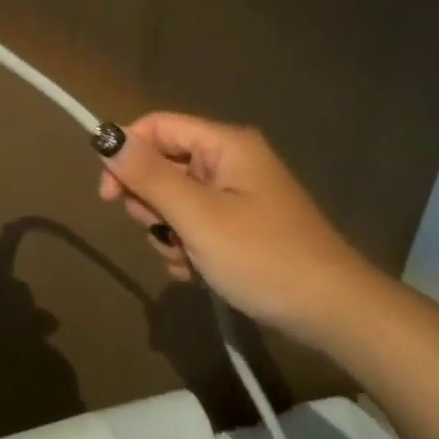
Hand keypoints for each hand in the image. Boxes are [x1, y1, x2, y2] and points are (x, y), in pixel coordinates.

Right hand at [96, 112, 378, 339]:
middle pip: (163, 165)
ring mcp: (235, 196)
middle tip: (166, 233)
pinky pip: (193, 225)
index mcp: (225, 146)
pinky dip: (187, 248)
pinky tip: (200, 272)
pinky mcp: (238, 226)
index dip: (127, 153)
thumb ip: (150, 176)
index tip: (107, 195)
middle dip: (153, 204)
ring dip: (169, 233)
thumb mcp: (199, 217)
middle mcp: (229, 162)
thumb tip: (106, 138)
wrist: (332, 312)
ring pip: (174, 201)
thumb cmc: (263, 257)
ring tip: (189, 260)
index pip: (157, 126)